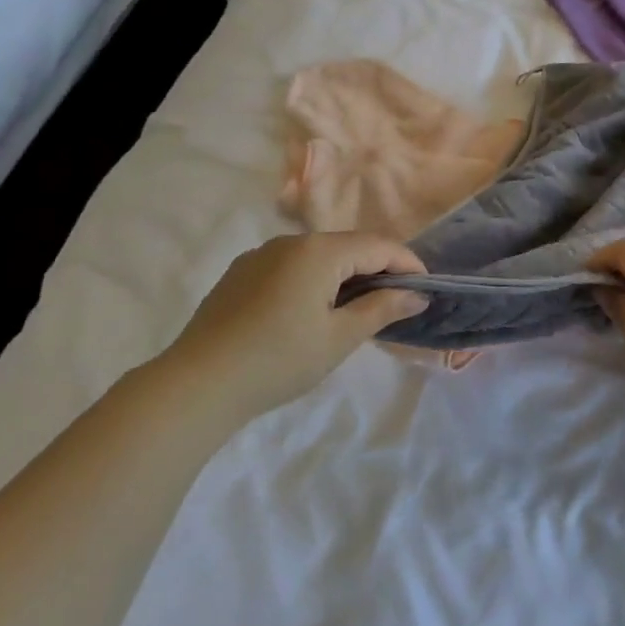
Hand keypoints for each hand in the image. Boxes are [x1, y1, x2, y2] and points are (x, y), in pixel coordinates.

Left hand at [162, 233, 428, 418]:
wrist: (198, 384)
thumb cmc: (279, 360)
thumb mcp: (338, 338)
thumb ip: (381, 309)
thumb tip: (417, 294)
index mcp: (318, 251)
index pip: (377, 245)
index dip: (407, 263)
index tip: (426, 288)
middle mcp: (290, 241)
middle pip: (348, 246)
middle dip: (378, 269)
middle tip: (398, 302)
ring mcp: (261, 255)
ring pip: (318, 256)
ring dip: (345, 275)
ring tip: (358, 310)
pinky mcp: (241, 273)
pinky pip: (291, 266)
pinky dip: (315, 280)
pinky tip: (312, 312)